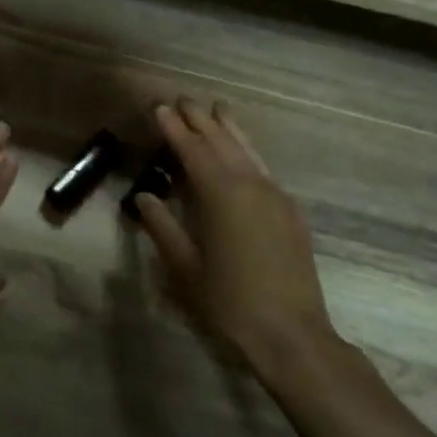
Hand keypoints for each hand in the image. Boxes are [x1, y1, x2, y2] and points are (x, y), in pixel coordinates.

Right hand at [131, 99, 338, 384]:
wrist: (292, 335)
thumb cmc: (229, 303)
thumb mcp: (185, 267)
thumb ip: (163, 227)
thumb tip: (145, 197)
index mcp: (222, 196)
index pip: (194, 151)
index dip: (175, 129)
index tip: (160, 107)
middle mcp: (251, 187)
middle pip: (223, 143)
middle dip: (202, 121)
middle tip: (184, 100)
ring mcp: (276, 198)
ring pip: (248, 152)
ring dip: (230, 130)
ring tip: (217, 109)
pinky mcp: (290, 213)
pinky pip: (263, 170)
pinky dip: (247, 153)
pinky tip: (242, 154)